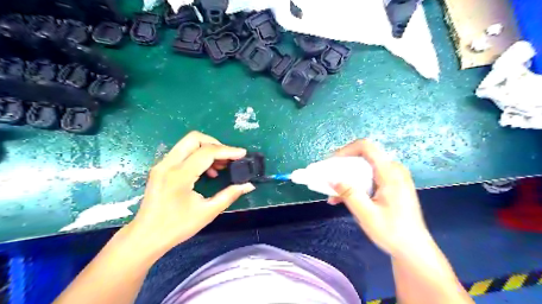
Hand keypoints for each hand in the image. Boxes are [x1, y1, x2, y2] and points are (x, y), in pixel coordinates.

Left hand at [127, 131, 256, 256]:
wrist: (145, 237)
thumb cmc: (177, 227)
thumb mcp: (208, 212)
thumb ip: (230, 195)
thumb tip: (248, 185)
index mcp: (179, 175)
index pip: (207, 152)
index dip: (228, 151)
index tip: (243, 154)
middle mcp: (168, 164)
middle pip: (194, 138)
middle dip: (216, 144)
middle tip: (229, 157)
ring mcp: (162, 164)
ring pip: (188, 143)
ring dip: (207, 149)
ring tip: (221, 166)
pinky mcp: (160, 168)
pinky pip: (182, 152)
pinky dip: (198, 155)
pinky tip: (207, 171)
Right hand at [328, 140, 429, 256]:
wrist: (414, 250)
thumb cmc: (393, 232)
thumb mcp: (367, 214)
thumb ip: (349, 194)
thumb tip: (331, 179)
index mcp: (390, 173)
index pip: (366, 147)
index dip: (346, 150)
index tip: (331, 163)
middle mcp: (393, 170)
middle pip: (363, 157)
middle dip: (342, 167)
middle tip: (328, 178)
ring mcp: (393, 177)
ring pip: (364, 169)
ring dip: (347, 178)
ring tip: (332, 194)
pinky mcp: (391, 185)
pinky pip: (369, 178)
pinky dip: (355, 185)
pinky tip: (342, 199)